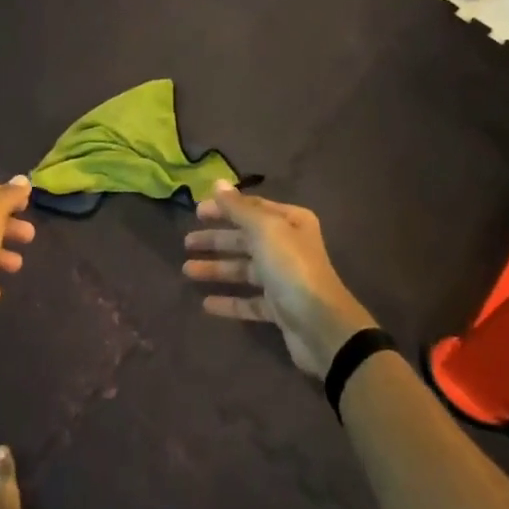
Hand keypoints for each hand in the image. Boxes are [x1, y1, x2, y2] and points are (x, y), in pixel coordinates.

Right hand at [183, 183, 375, 376]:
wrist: (322, 326)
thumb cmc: (291, 268)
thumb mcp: (264, 230)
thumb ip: (238, 208)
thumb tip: (217, 182)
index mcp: (290, 222)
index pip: (252, 209)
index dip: (224, 208)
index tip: (196, 212)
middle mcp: (288, 246)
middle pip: (245, 239)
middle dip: (216, 240)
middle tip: (186, 243)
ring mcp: (284, 279)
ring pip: (244, 270)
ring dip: (216, 269)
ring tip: (187, 271)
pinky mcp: (279, 308)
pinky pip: (249, 301)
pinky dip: (229, 301)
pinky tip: (205, 305)